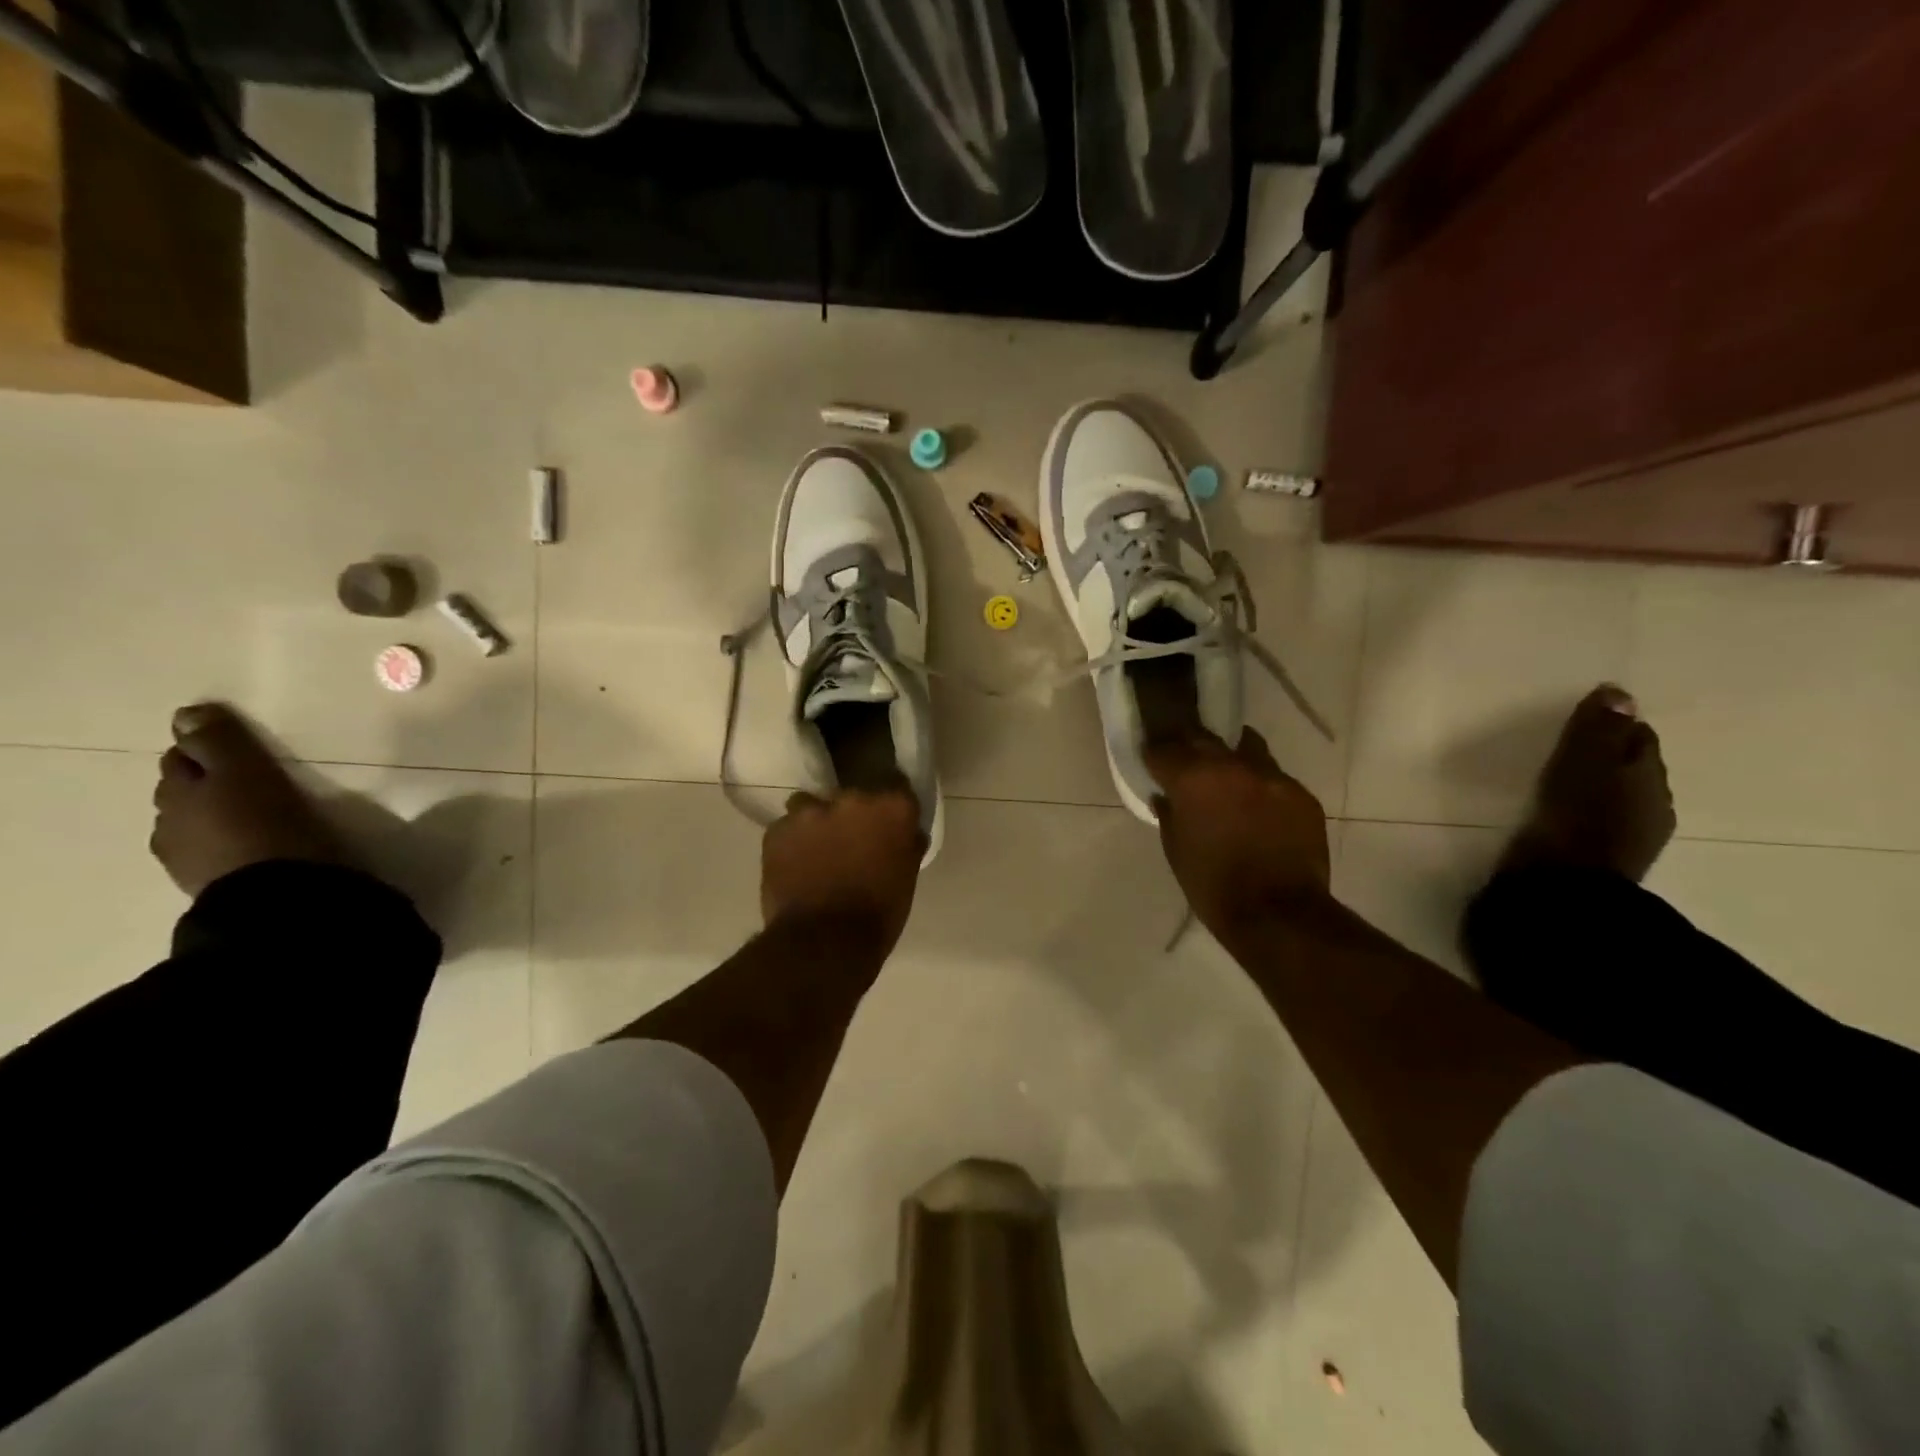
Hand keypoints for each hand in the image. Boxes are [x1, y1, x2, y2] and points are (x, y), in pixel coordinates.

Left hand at [761, 786, 924, 957]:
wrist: (823, 944)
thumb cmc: (879, 915)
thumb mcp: (907, 877)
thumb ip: (905, 844)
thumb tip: (907, 833)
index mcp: (892, 807)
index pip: (897, 786)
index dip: (892, 804)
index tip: (889, 819)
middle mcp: (852, 798)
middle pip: (852, 797)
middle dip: (852, 816)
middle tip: (851, 843)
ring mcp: (810, 811)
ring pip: (812, 807)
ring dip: (816, 824)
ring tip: (817, 854)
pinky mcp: (777, 830)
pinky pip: (786, 829)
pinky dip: (791, 844)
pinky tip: (795, 868)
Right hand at [1146, 729, 1330, 937]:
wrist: (1279, 915)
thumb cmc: (1213, 885)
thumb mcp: (1175, 850)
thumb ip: (1169, 814)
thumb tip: (1166, 796)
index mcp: (1194, 778)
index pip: (1164, 749)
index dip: (1154, 754)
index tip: (1151, 760)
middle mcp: (1233, 765)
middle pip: (1204, 739)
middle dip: (1190, 749)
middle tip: (1184, 763)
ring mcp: (1272, 777)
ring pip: (1246, 750)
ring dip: (1231, 761)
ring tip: (1226, 779)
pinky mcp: (1301, 795)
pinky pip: (1274, 779)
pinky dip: (1260, 788)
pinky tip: (1258, 810)